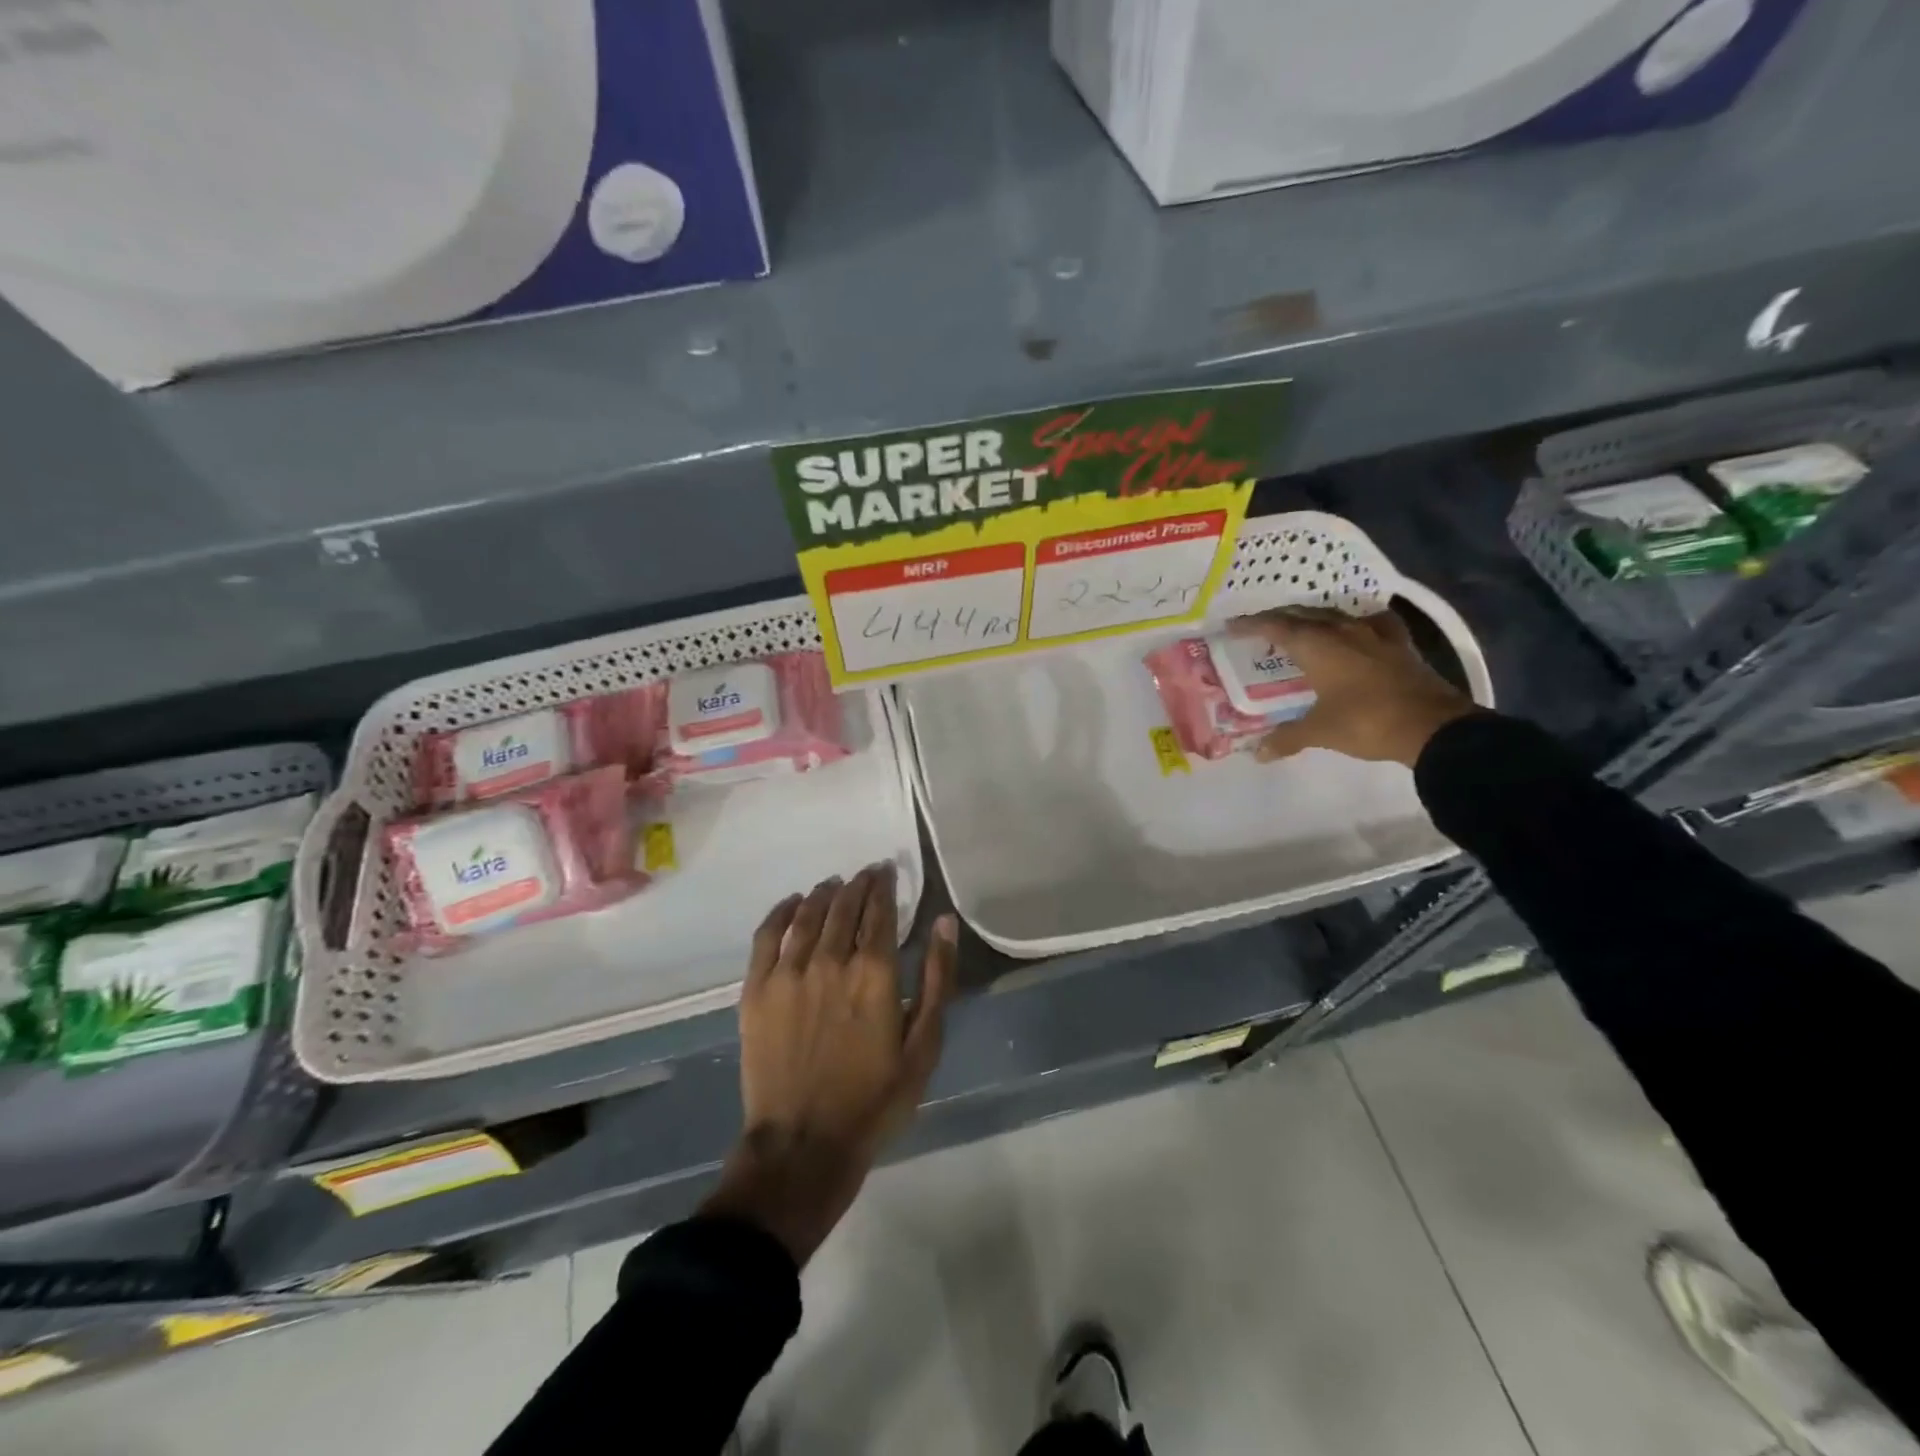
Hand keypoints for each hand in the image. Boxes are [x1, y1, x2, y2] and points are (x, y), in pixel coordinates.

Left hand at [701, 864, 956, 1264]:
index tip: (887, 872)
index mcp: (874, 973)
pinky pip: (767, 935)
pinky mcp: (756, 989)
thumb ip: (938, 979)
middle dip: (858, 884)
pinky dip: (782, 912)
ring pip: (808, 914)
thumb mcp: (923, 1046)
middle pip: (844, 905)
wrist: (803, 1145)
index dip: (884, 886)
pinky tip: (792, 903)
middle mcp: (830, 960)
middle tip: (866, 875)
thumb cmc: (874, 1099)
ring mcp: (788, 973)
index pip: (879, 910)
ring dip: (824, 893)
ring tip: (834, 885)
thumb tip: (944, 922)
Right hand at [1229, 607, 1475, 767]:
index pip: (1276, 627)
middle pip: (1304, 615)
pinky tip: (1357, 628)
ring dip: (1314, 618)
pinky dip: (1356, 623)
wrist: (1433, 726)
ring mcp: (1375, 635)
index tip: (1233, 626)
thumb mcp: (1320, 731)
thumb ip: (1287, 738)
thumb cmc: (1367, 722)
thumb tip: (1258, 753)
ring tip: (1302, 626)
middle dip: (1279, 619)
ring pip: (1336, 615)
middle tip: (1261, 627)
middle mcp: (1343, 632)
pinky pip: (1372, 623)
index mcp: (1318, 646)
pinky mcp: (1399, 645)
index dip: (1252, 625)